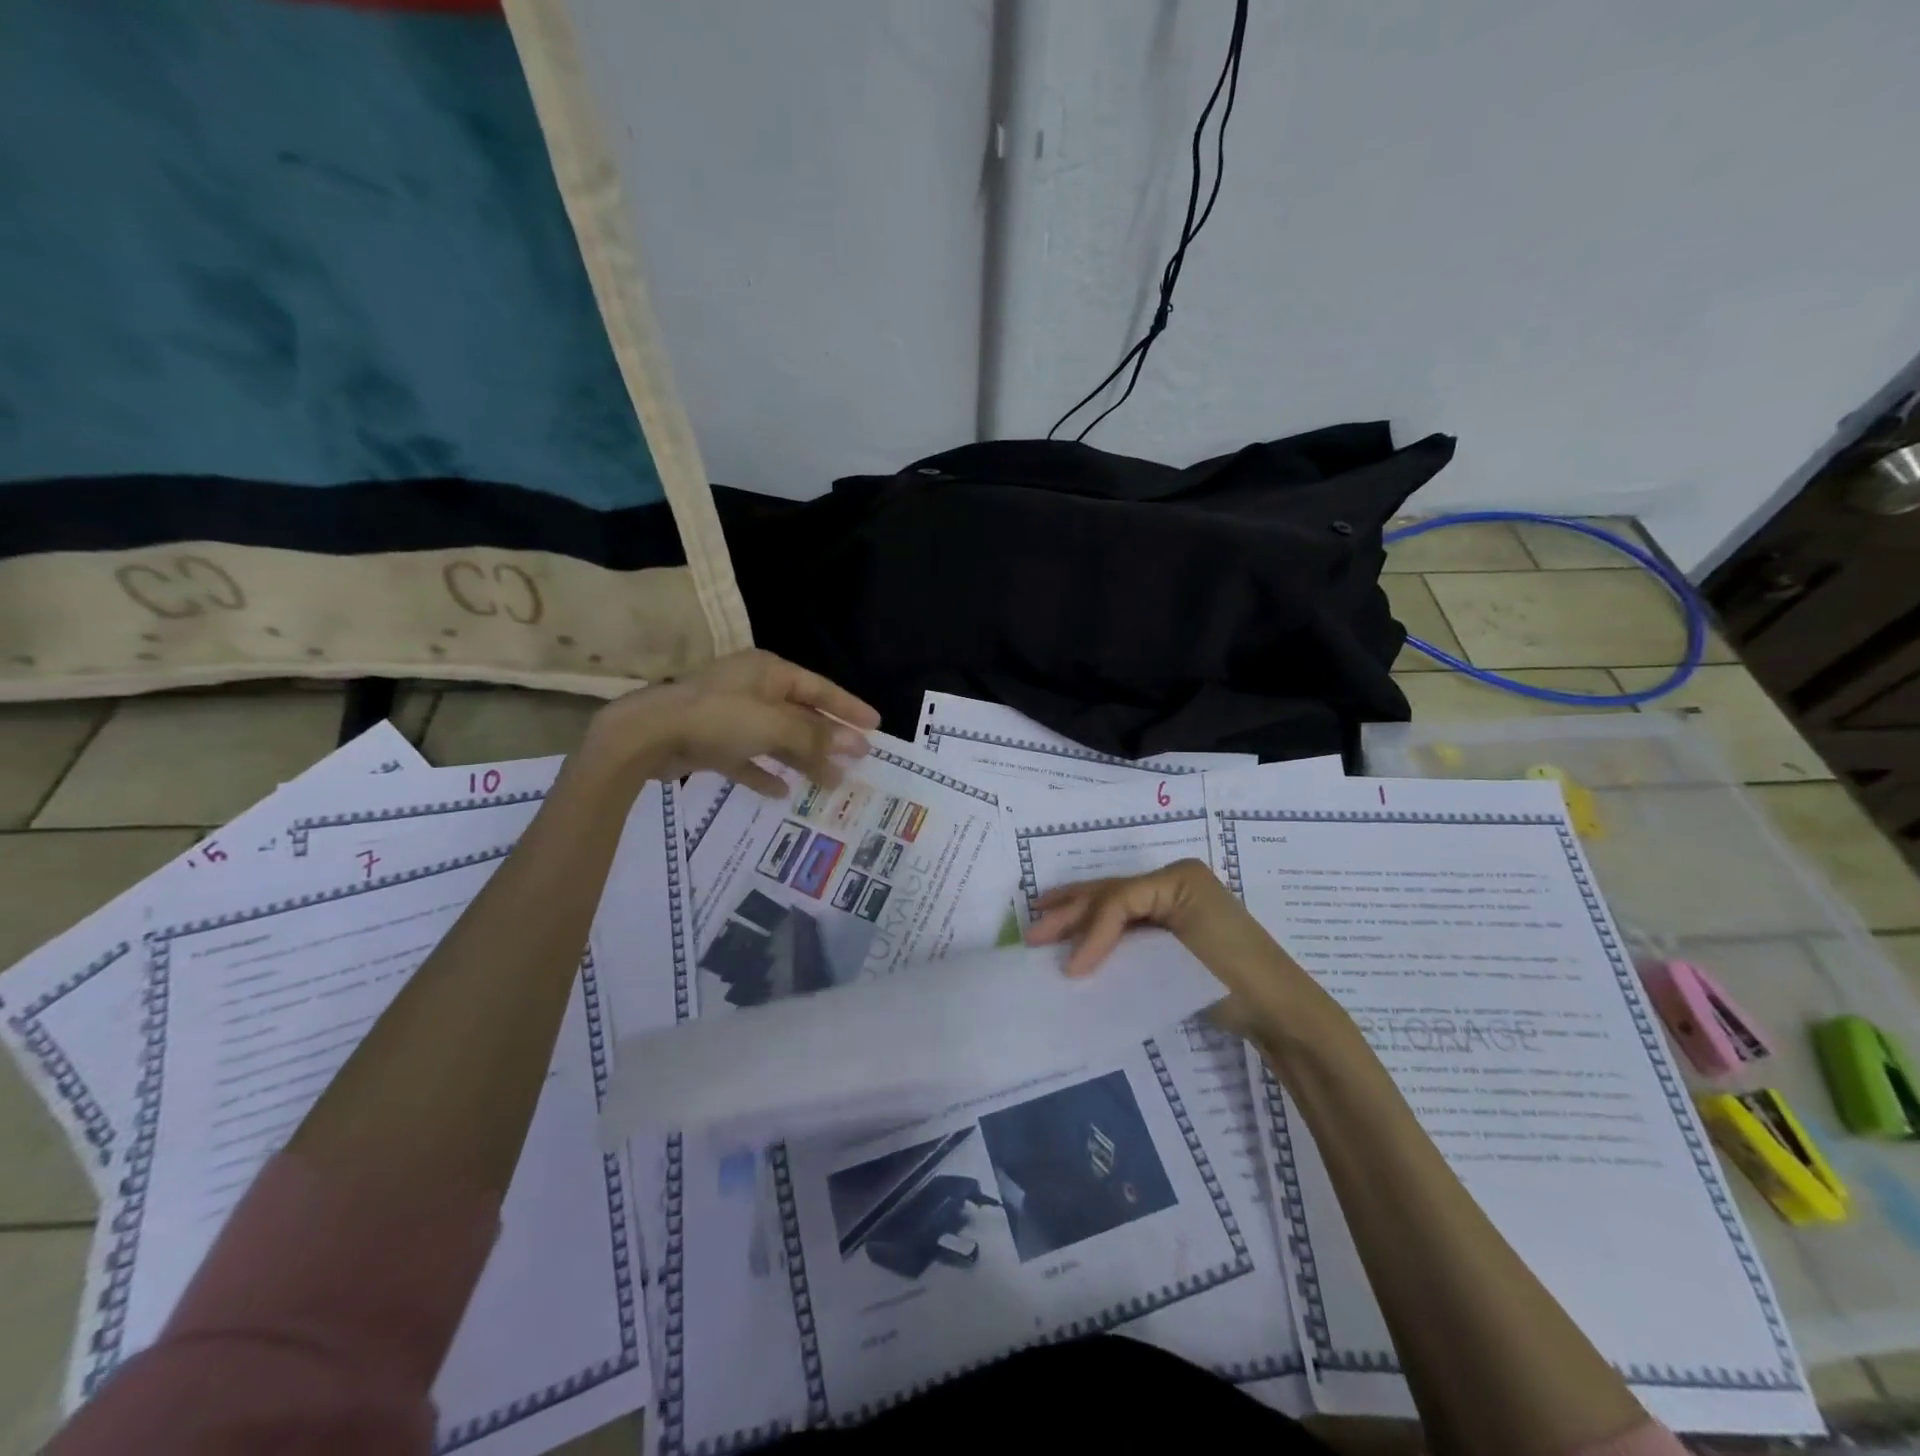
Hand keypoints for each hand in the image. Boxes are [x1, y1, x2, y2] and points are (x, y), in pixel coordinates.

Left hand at [588, 649, 879, 794]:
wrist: (646, 736)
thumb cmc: (717, 718)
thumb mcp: (772, 725)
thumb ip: (814, 737)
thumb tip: (856, 747)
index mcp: (768, 673)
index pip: (819, 688)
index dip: (848, 708)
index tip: (875, 726)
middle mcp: (752, 690)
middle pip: (801, 715)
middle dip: (828, 739)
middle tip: (859, 761)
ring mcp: (730, 717)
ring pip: (777, 739)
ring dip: (802, 759)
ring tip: (831, 782)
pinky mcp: (712, 743)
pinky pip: (747, 759)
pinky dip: (764, 773)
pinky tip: (782, 792)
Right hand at [1024, 859, 1323, 1039]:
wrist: (1280, 1010)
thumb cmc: (1233, 975)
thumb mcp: (1177, 952)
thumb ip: (1123, 944)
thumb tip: (1075, 962)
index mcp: (1177, 877)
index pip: (1118, 898)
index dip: (1089, 930)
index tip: (1071, 969)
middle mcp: (1172, 881)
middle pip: (1110, 893)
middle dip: (1068, 911)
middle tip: (1032, 932)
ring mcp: (1173, 901)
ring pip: (1113, 902)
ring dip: (1077, 912)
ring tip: (1040, 914)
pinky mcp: (1173, 926)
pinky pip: (1127, 920)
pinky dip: (1099, 928)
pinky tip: (1078, 934)